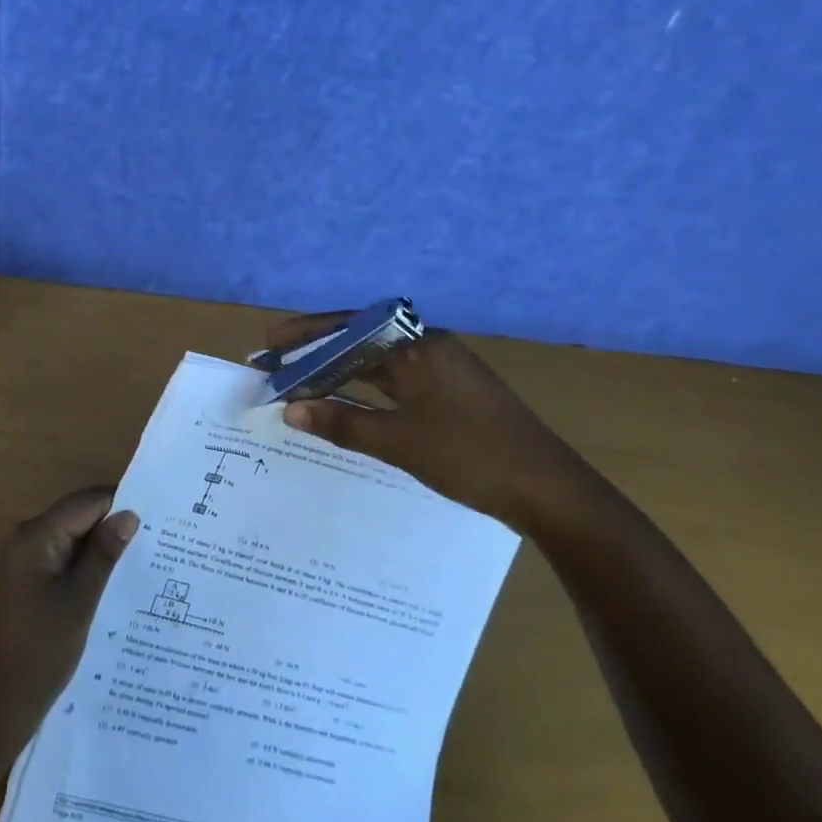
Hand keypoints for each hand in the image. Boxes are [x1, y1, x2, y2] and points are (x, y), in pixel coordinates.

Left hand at [0, 486, 138, 749]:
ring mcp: (21, 561)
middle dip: (112, 525)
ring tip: (142, 560)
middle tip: (156, 540)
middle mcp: (24, 538)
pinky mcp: (23, 582)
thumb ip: (104, 554)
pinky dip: (84, 564)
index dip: (121, 504)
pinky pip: (60, 558)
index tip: (157, 517)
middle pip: (77, 516)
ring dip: (100, 547)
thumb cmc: (39, 653)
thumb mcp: (80, 601)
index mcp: (35, 535)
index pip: (87, 502)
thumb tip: (130, 515)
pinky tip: (111, 582)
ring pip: (70, 537)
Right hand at [261, 311, 586, 528]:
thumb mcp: (401, 442)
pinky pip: (394, 382)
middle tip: (275, 364)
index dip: (306, 334)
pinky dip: (364, 390)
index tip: (269, 343)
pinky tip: (342, 402)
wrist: (551, 493)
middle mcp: (429, 348)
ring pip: (377, 363)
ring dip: (339, 372)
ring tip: (297, 381)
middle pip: (361, 342)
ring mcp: (441, 371)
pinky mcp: (449, 394)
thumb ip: (343, 423)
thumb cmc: (473, 457)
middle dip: (316, 352)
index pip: (351, 328)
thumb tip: (290, 409)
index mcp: (420, 346)